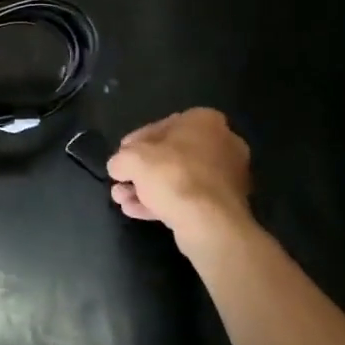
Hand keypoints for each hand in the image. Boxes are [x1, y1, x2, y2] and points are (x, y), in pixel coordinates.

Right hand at [108, 109, 252, 244]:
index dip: (135, 143)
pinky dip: (163, 203)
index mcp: (205, 121)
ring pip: (178, 179)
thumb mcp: (133, 159)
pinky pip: (189, 198)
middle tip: (120, 182)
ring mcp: (227, 177)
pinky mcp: (225, 206)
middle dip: (141, 171)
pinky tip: (135, 211)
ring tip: (121, 200)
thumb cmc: (173, 175)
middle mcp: (221, 144)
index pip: (161, 127)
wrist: (210, 223)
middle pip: (170, 155)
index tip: (120, 158)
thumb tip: (117, 167)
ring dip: (147, 189)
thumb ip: (121, 159)